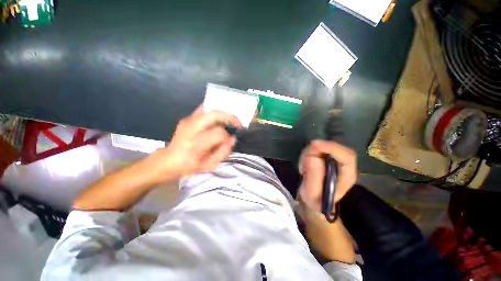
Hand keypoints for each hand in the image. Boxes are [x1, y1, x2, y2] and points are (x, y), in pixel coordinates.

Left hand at [147, 106, 241, 181]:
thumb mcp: (209, 165)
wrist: (169, 160)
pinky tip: (219, 119)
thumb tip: (232, 139)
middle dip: (229, 117)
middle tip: (238, 123)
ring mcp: (187, 121)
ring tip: (230, 121)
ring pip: (210, 110)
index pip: (218, 133)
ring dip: (223, 114)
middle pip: (214, 115)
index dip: (228, 136)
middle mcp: (190, 129)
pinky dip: (214, 112)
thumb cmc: (190, 166)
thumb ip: (223, 152)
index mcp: (195, 145)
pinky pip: (204, 109)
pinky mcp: (187, 118)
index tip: (231, 140)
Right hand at [298, 140, 356, 212]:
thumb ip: (314, 177)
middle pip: (336, 146)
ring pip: (323, 145)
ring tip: (304, 169)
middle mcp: (343, 165)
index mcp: (347, 176)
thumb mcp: (312, 193)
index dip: (332, 148)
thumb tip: (313, 157)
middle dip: (317, 149)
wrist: (314, 199)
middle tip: (304, 158)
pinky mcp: (325, 156)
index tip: (315, 145)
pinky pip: (316, 148)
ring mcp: (333, 159)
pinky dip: (307, 154)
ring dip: (309, 153)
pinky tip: (304, 166)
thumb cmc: (315, 200)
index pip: (347, 157)